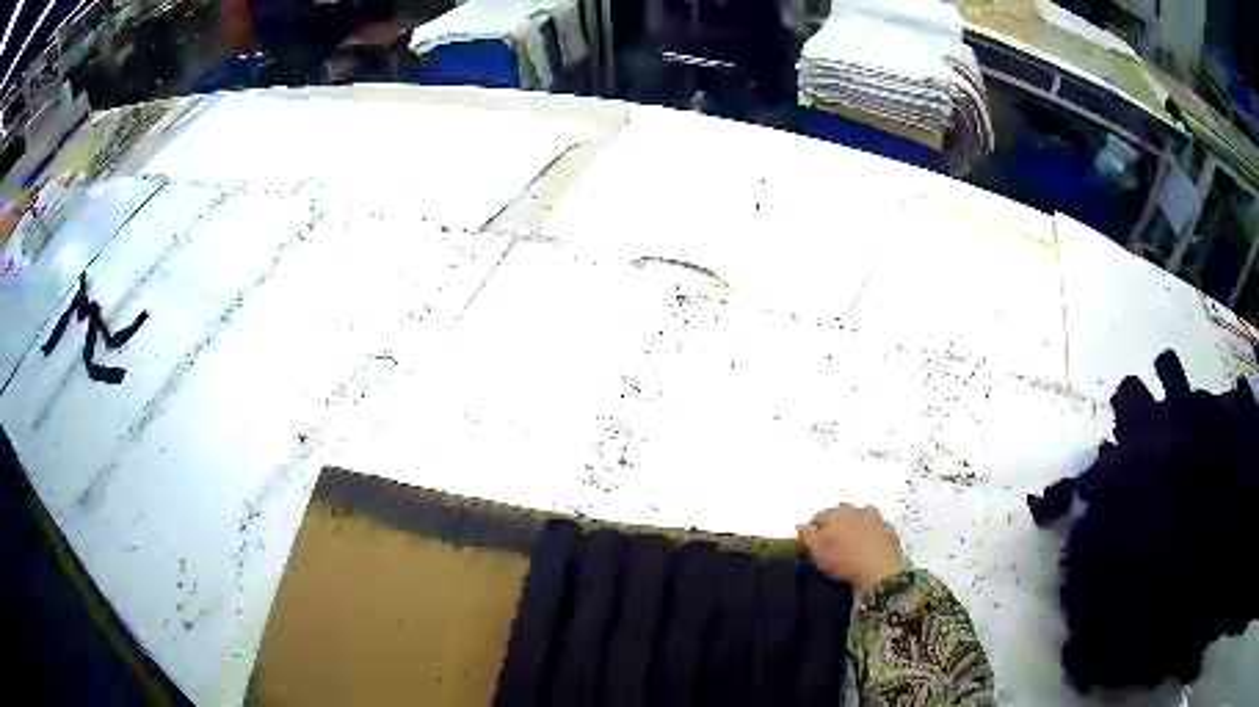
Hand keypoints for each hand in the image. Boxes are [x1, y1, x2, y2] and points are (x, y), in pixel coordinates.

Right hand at [797, 504, 904, 590]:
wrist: (880, 568)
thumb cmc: (845, 560)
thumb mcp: (817, 551)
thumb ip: (807, 536)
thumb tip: (802, 526)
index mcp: (835, 513)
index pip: (818, 516)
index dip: (812, 529)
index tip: (810, 539)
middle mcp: (855, 511)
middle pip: (840, 513)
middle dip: (834, 524)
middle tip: (830, 541)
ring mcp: (873, 519)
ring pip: (859, 518)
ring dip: (853, 525)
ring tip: (849, 543)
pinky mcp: (887, 530)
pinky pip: (874, 528)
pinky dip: (868, 533)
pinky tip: (866, 546)